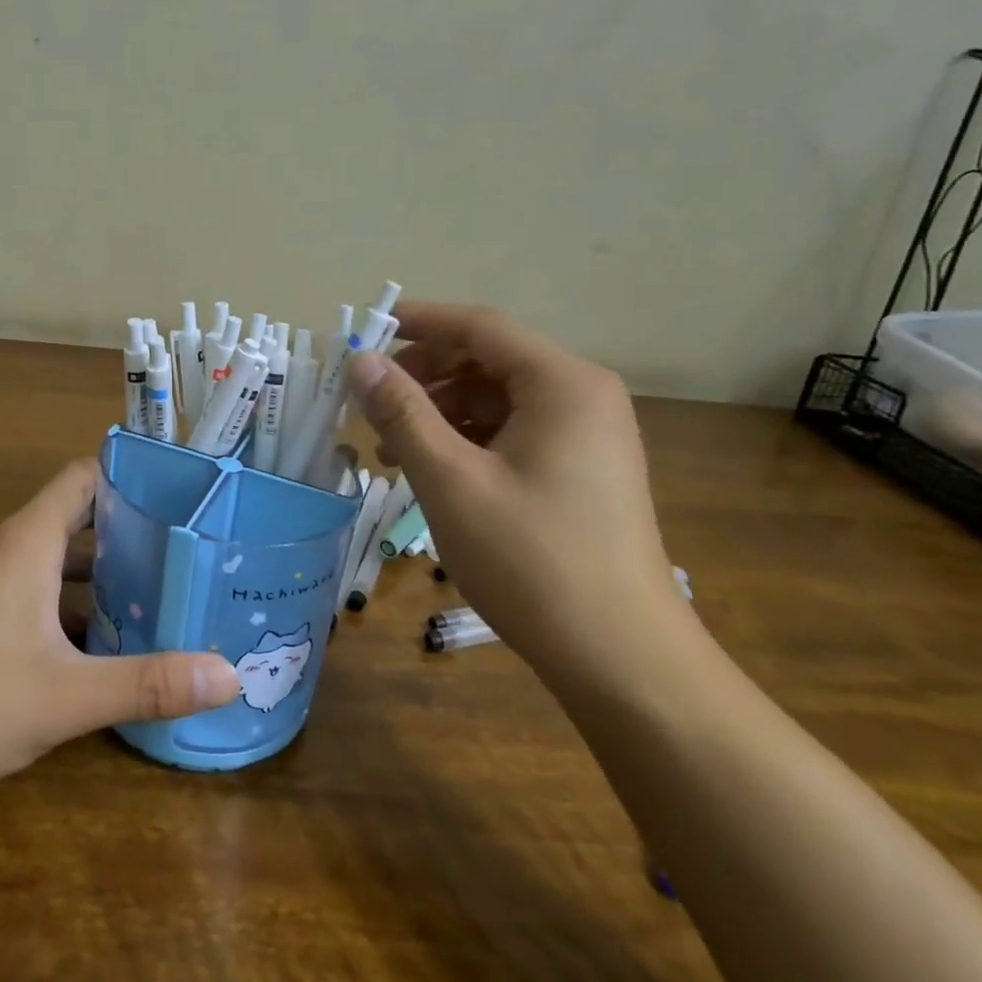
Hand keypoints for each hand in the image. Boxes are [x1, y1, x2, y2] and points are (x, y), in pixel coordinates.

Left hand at [0, 460, 238, 804]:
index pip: (84, 476)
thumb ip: (146, 684)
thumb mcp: (64, 698)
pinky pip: (31, 591)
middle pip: (75, 517)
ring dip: (99, 574)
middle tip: (184, 554)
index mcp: (28, 540)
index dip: (130, 477)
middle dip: (128, 533)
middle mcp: (5, 548)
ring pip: (53, 560)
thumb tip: (229, 676)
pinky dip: (67, 605)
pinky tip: (97, 647)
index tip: (179, 498)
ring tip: (156, 597)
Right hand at [345, 302, 688, 686]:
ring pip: (497, 398)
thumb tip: (360, 361)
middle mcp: (582, 396)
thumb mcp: (450, 480)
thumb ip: (402, 412)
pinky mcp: (582, 469)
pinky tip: (432, 470)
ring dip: (440, 412)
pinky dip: (467, 440)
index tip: (365, 331)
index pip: (480, 326)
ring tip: (391, 448)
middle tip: (371, 401)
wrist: (621, 660)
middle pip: (488, 360)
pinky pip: (513, 431)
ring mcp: (587, 434)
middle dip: (425, 374)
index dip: (419, 322)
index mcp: (562, 384)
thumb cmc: (531, 560)